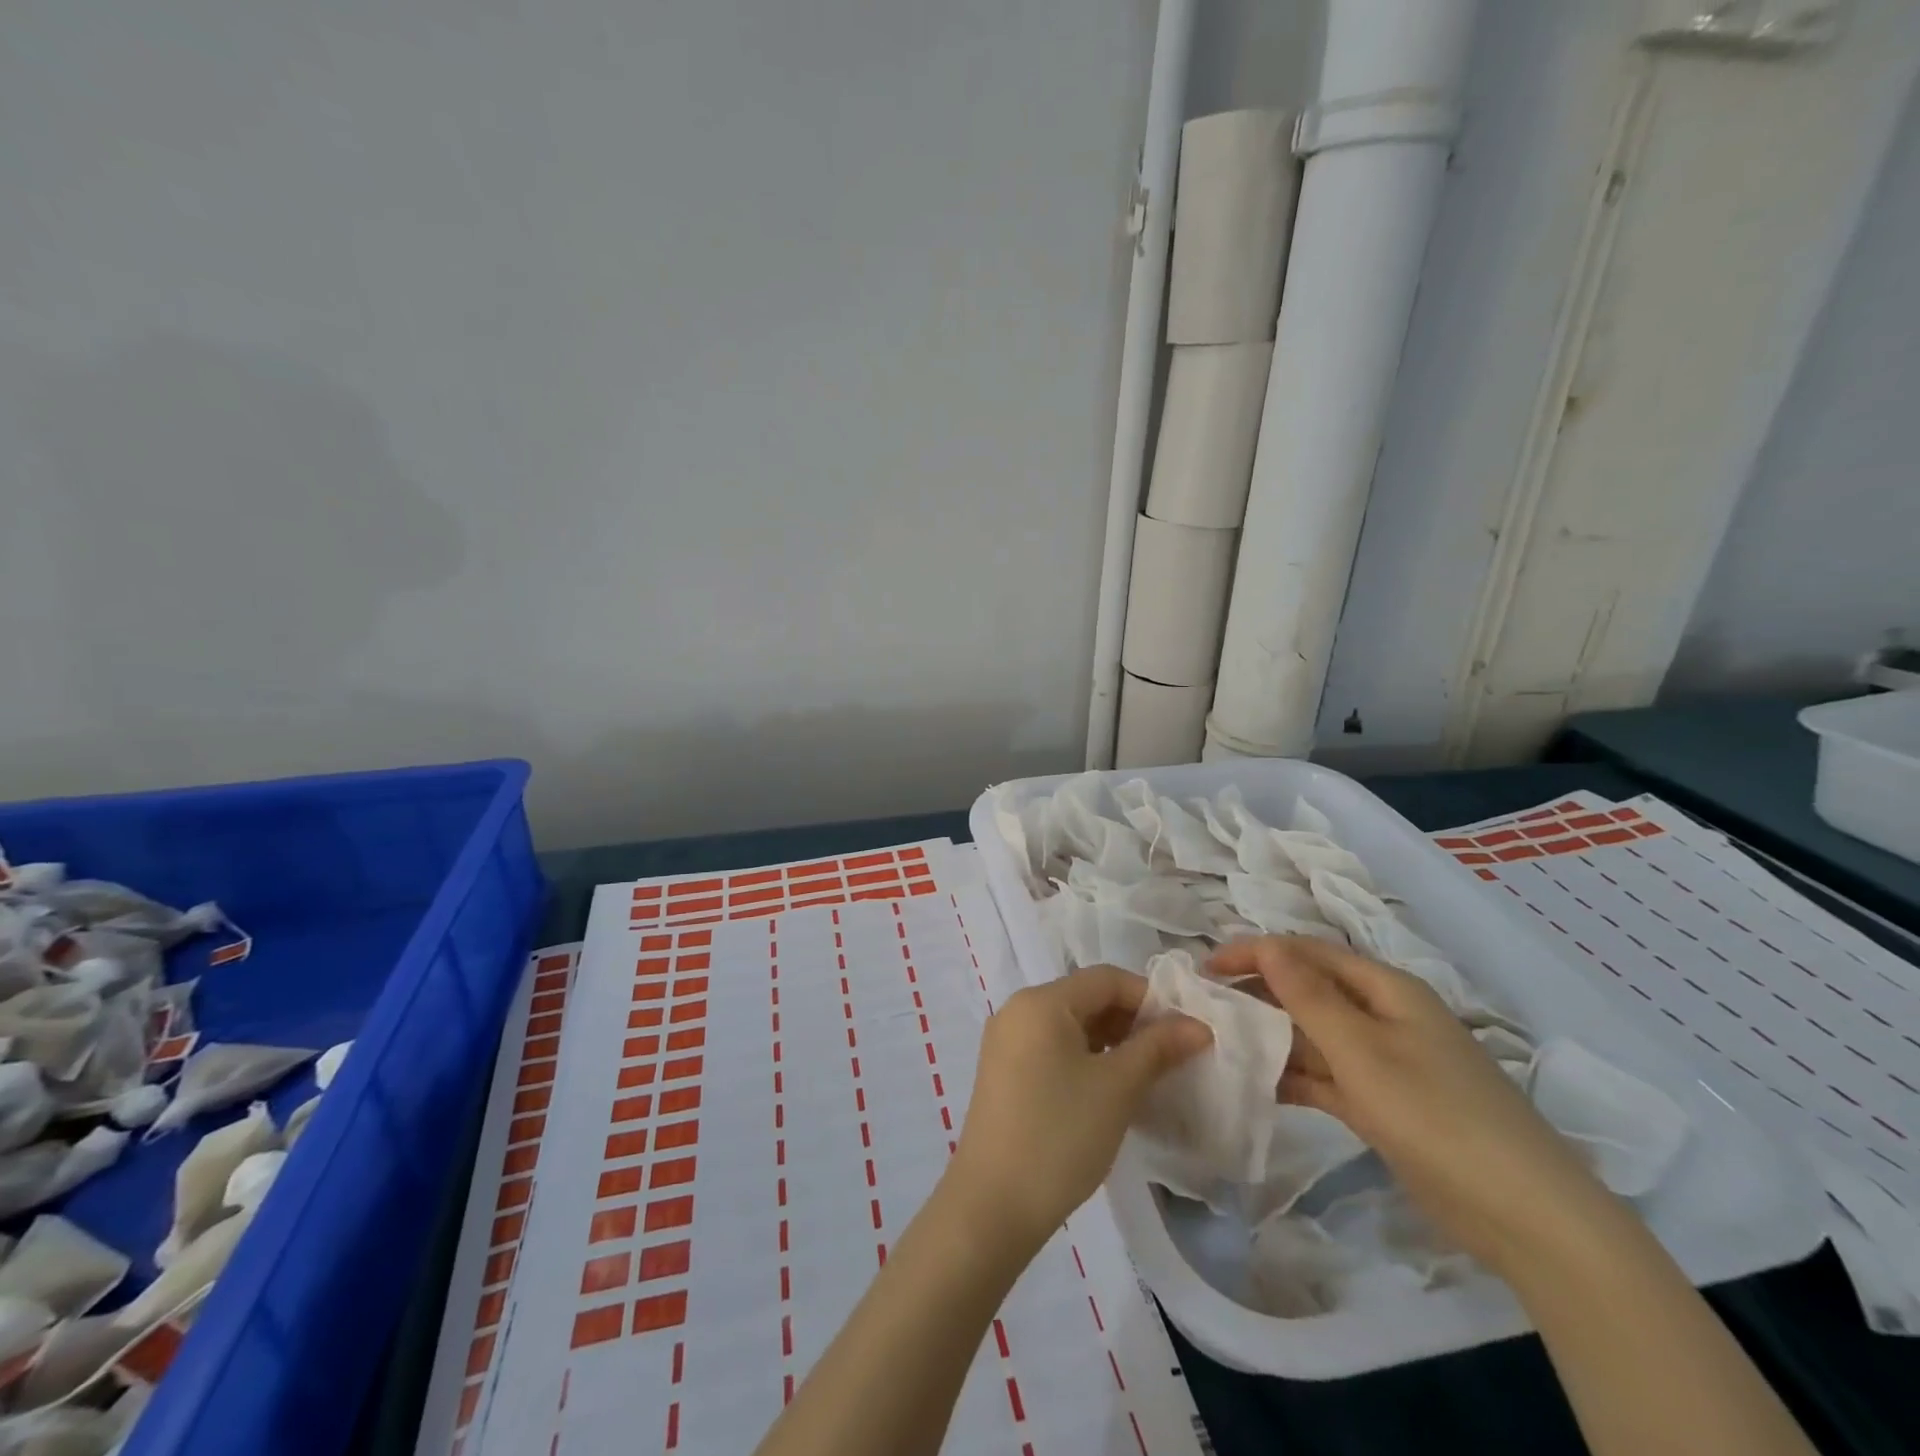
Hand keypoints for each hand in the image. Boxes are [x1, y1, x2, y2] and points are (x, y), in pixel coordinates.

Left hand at [947, 966, 1210, 1251]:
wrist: (993, 1204)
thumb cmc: (1059, 1134)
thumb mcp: (1117, 1088)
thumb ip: (1157, 1048)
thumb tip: (1198, 1025)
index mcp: (1041, 1001)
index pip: (1105, 979)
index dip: (1150, 997)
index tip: (1186, 1030)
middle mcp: (1018, 1010)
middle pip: (1086, 998)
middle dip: (1132, 1021)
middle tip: (1172, 1055)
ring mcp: (1007, 1042)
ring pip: (1070, 1025)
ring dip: (1111, 1041)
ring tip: (1148, 1074)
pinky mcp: (1004, 1072)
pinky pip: (1053, 1048)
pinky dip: (1086, 1058)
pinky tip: (1110, 1089)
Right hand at [1210, 936, 1611, 1275]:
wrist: (1525, 1216)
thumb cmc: (1437, 1114)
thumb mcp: (1363, 1050)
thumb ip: (1309, 996)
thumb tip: (1266, 944)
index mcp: (1385, 989)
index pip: (1307, 952)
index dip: (1255, 952)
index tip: (1206, 969)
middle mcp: (1383, 1015)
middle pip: (1309, 990)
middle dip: (1259, 993)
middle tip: (1206, 1008)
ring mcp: (1385, 1062)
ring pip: (1315, 1035)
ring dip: (1273, 1036)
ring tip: (1221, 1044)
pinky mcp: (1384, 1103)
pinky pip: (1328, 1076)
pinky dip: (1295, 1076)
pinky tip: (1258, 1085)